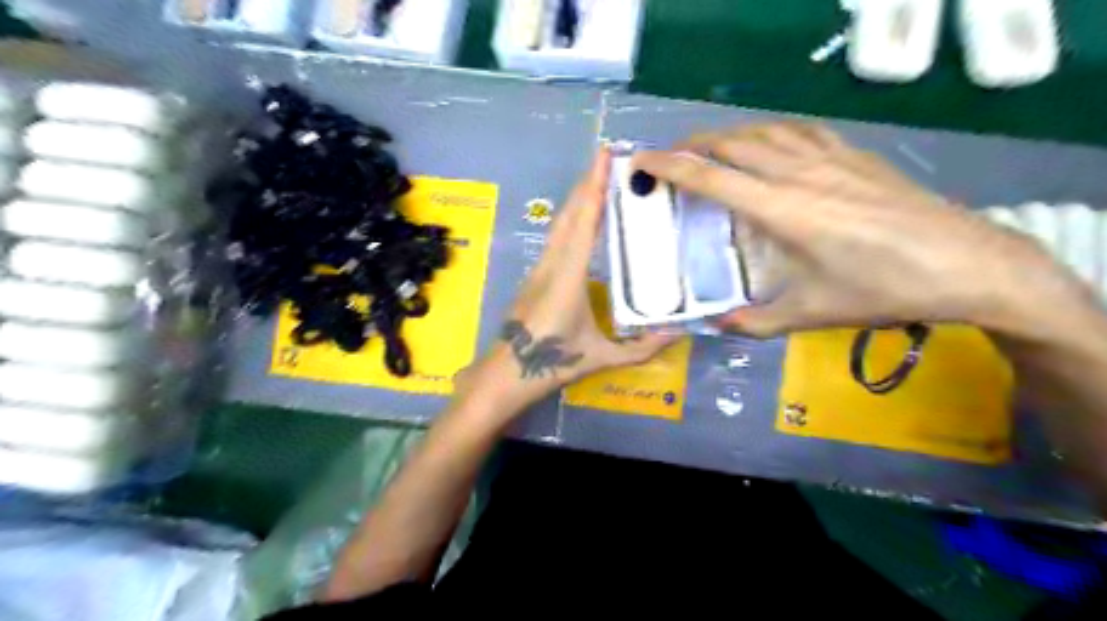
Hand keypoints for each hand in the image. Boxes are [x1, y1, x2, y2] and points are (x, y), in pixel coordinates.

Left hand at [460, 148, 674, 408]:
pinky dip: (571, 218)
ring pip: (559, 224)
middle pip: (569, 214)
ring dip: (577, 198)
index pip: (584, 223)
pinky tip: (582, 217)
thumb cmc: (552, 362)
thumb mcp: (600, 358)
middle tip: (607, 156)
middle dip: (587, 182)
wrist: (505, 372)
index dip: (594, 189)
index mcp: (568, 276)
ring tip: (598, 178)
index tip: (604, 158)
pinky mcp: (535, 275)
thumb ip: (640, 348)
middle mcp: (551, 263)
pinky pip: (555, 237)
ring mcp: (539, 267)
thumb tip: (677, 335)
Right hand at [635, 122, 1093, 341]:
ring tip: (711, 149)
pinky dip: (770, 133)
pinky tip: (770, 146)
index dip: (670, 167)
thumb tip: (718, 326)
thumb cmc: (883, 290)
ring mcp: (831, 159)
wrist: (966, 263)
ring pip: (765, 131)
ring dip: (730, 135)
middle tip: (669, 158)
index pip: (711, 178)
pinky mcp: (856, 156)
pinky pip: (799, 132)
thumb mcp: (812, 314)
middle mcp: (799, 173)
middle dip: (693, 145)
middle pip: (733, 144)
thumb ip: (757, 322)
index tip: (641, 162)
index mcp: (782, 210)